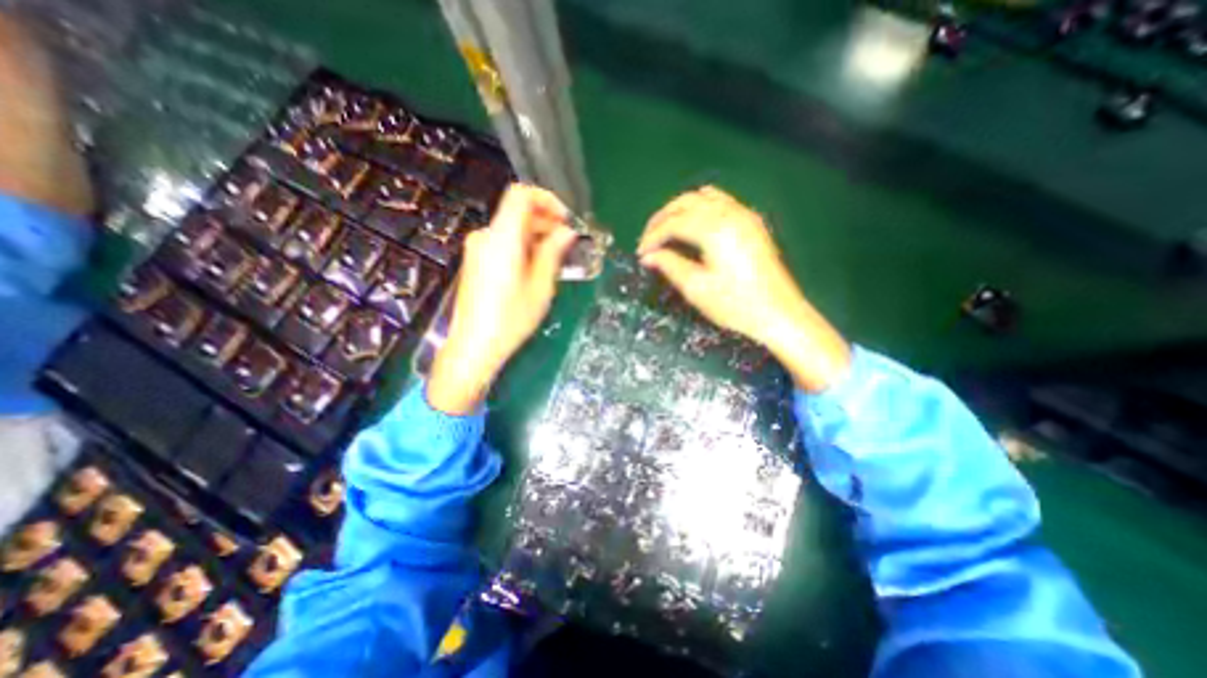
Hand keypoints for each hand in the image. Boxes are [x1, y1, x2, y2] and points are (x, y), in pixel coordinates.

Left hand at [429, 183, 579, 413]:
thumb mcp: (540, 287)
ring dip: (535, 236)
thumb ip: (553, 252)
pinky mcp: (475, 262)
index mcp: (502, 238)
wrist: (473, 346)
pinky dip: (522, 247)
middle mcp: (485, 236)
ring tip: (555, 260)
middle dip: (545, 222)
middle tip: (567, 244)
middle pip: (517, 213)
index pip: (520, 195)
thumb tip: (566, 232)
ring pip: (511, 229)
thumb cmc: (511, 319)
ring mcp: (477, 249)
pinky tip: (534, 268)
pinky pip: (502, 243)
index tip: (565, 220)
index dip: (546, 199)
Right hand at [640, 189, 845, 394]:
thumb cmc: (736, 305)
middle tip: (648, 239)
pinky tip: (693, 223)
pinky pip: (720, 201)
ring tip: (666, 230)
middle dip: (662, 218)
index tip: (641, 253)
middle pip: (686, 202)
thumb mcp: (697, 288)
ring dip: (680, 209)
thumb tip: (648, 256)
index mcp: (715, 229)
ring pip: (703, 197)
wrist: (779, 313)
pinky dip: (700, 207)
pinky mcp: (751, 222)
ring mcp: (743, 215)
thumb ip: (669, 266)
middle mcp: (730, 213)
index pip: (673, 223)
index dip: (652, 236)